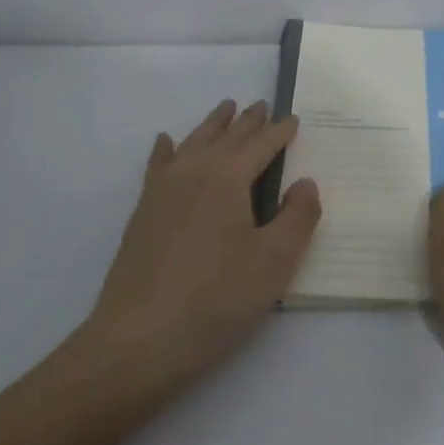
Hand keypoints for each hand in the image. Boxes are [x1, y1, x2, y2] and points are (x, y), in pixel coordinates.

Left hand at [82, 98, 320, 386]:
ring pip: (192, 144)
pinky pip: (158, 166)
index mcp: (228, 179)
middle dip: (246, 121)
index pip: (261, 145)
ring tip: (224, 109)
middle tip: (261, 105)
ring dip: (212, 125)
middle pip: (225, 137)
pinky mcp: (143, 213)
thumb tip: (305, 182)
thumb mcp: (274, 262)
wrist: (138, 339)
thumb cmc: (216, 300)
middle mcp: (193, 173)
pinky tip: (167, 142)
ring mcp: (162, 191)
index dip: (280, 132)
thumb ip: (298, 217)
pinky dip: (166, 149)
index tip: (293, 119)